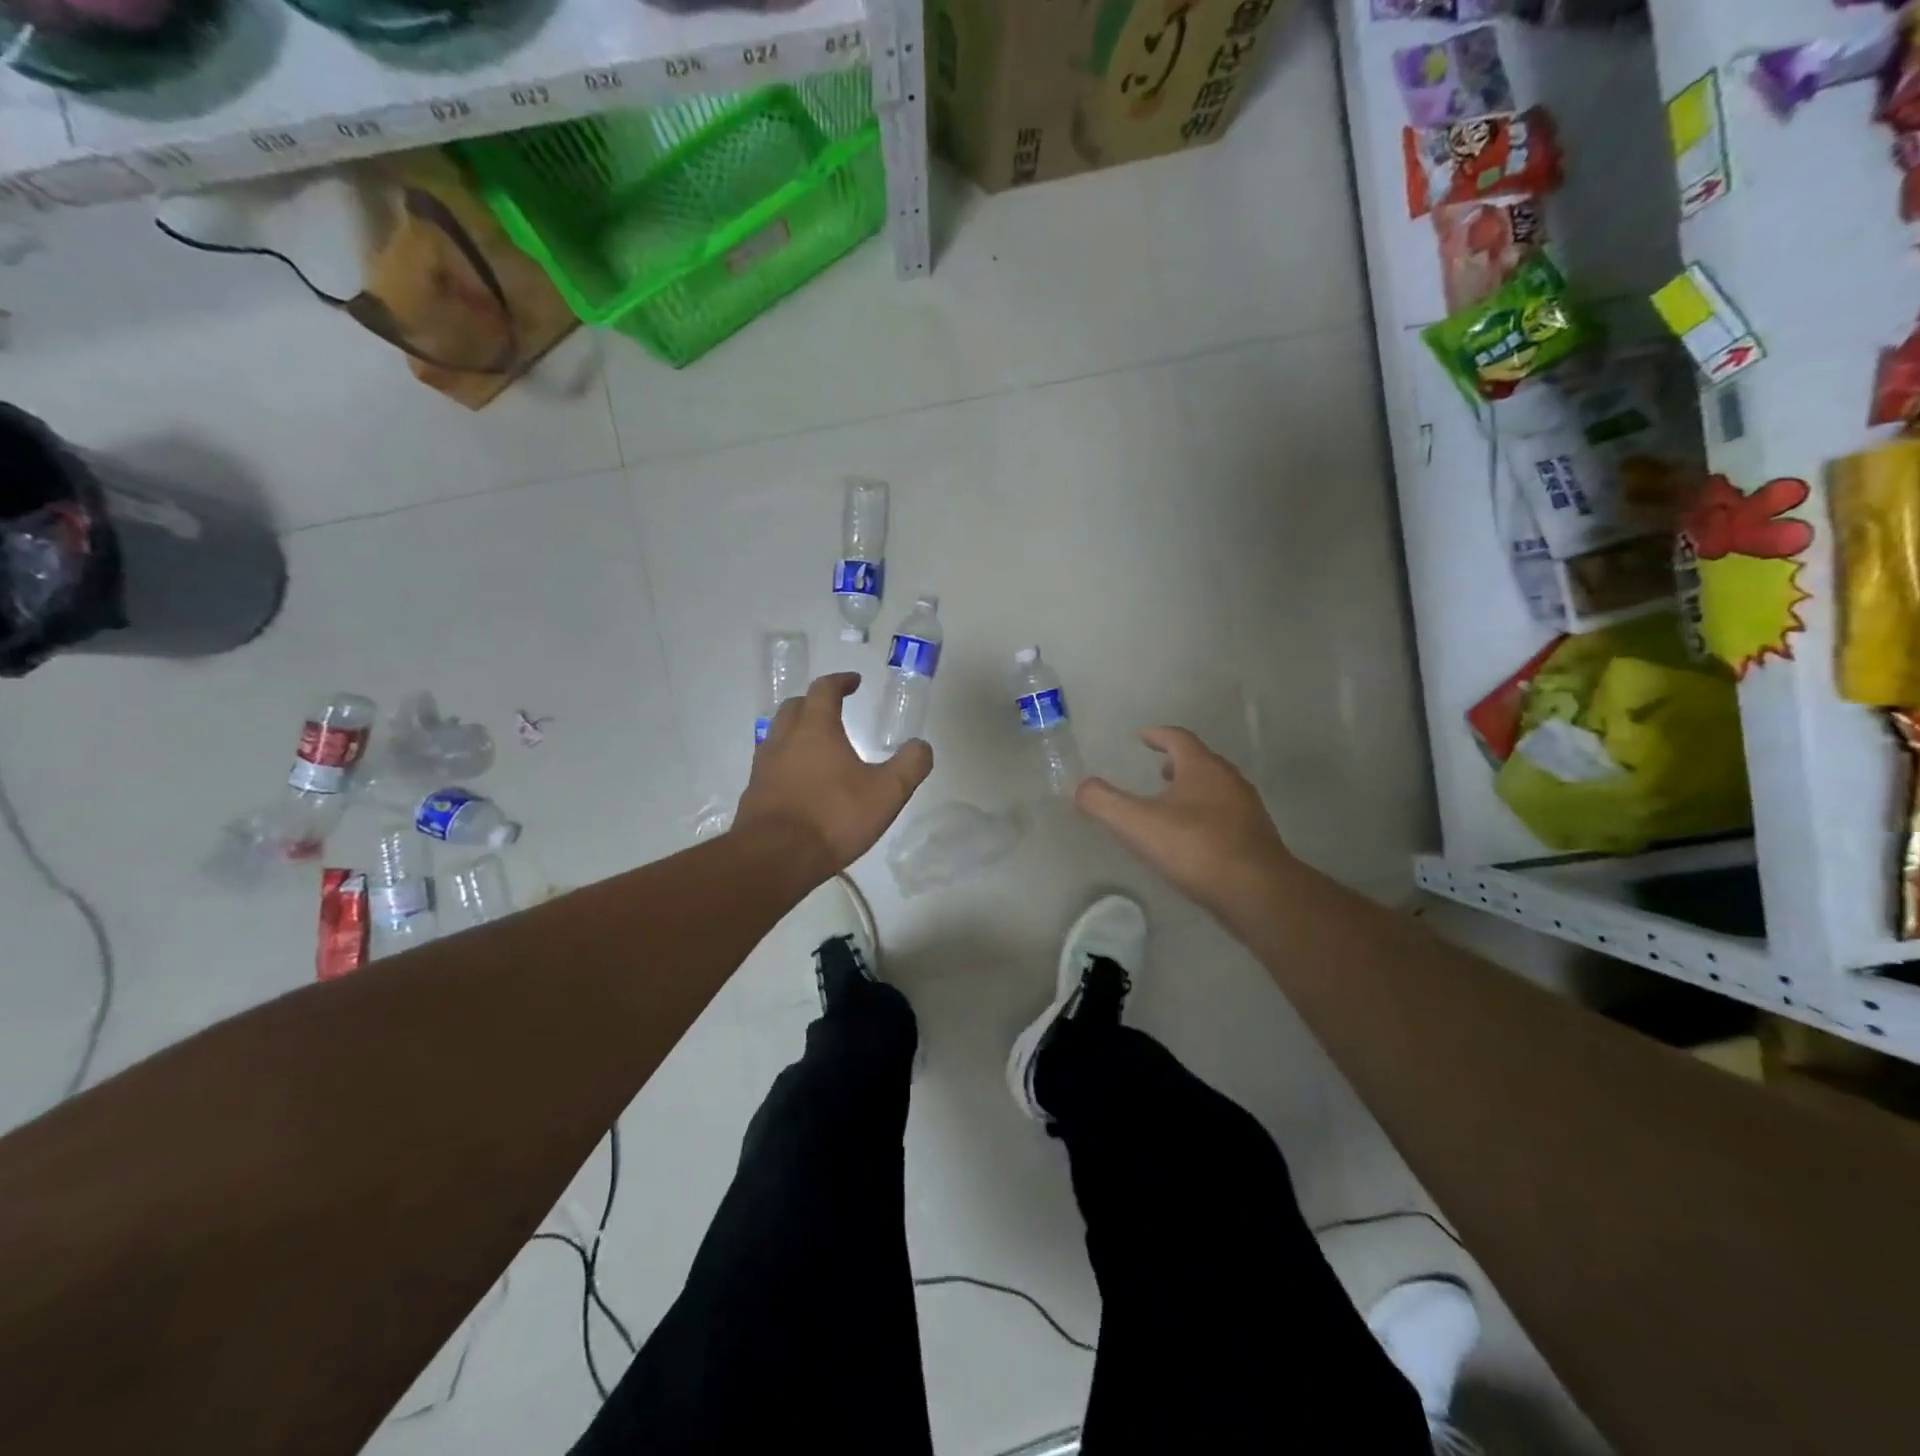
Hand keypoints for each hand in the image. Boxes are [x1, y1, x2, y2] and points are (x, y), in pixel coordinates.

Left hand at [734, 672, 932, 882]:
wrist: (775, 858)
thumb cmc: (833, 817)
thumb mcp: (887, 793)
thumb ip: (909, 765)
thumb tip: (922, 746)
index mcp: (815, 729)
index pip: (824, 690)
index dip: (840, 682)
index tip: (854, 682)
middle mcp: (784, 739)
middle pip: (795, 707)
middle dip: (815, 703)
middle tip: (834, 710)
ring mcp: (763, 766)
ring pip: (778, 735)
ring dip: (797, 732)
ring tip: (818, 747)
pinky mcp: (754, 793)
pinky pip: (771, 766)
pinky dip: (787, 763)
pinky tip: (801, 783)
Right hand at [1076, 727, 1292, 911]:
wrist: (1259, 894)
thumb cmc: (1196, 848)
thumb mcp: (1137, 824)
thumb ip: (1104, 803)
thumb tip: (1081, 787)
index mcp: (1203, 768)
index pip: (1178, 739)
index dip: (1157, 735)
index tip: (1141, 737)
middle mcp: (1229, 781)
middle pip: (1200, 762)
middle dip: (1176, 763)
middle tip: (1156, 770)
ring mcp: (1247, 811)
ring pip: (1215, 790)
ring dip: (1192, 790)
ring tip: (1170, 805)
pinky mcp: (1255, 839)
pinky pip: (1225, 816)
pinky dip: (1204, 816)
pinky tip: (1192, 840)